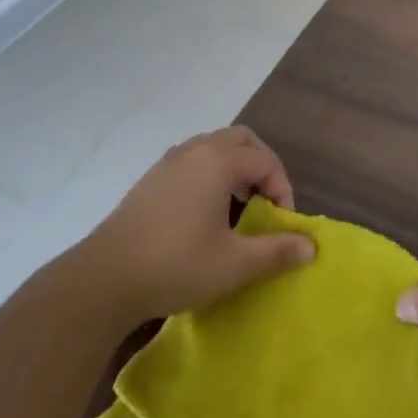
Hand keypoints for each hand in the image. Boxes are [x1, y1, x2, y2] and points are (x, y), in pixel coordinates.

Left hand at [84, 127, 314, 325]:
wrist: (105, 277)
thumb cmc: (176, 265)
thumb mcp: (234, 265)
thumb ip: (276, 251)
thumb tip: (311, 246)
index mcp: (218, 161)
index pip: (265, 161)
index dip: (282, 188)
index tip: (282, 223)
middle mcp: (195, 151)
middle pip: (241, 139)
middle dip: (261, 165)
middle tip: (266, 201)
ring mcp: (169, 162)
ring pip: (213, 146)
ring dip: (234, 167)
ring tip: (238, 205)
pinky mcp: (151, 178)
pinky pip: (192, 159)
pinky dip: (210, 172)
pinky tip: (205, 211)